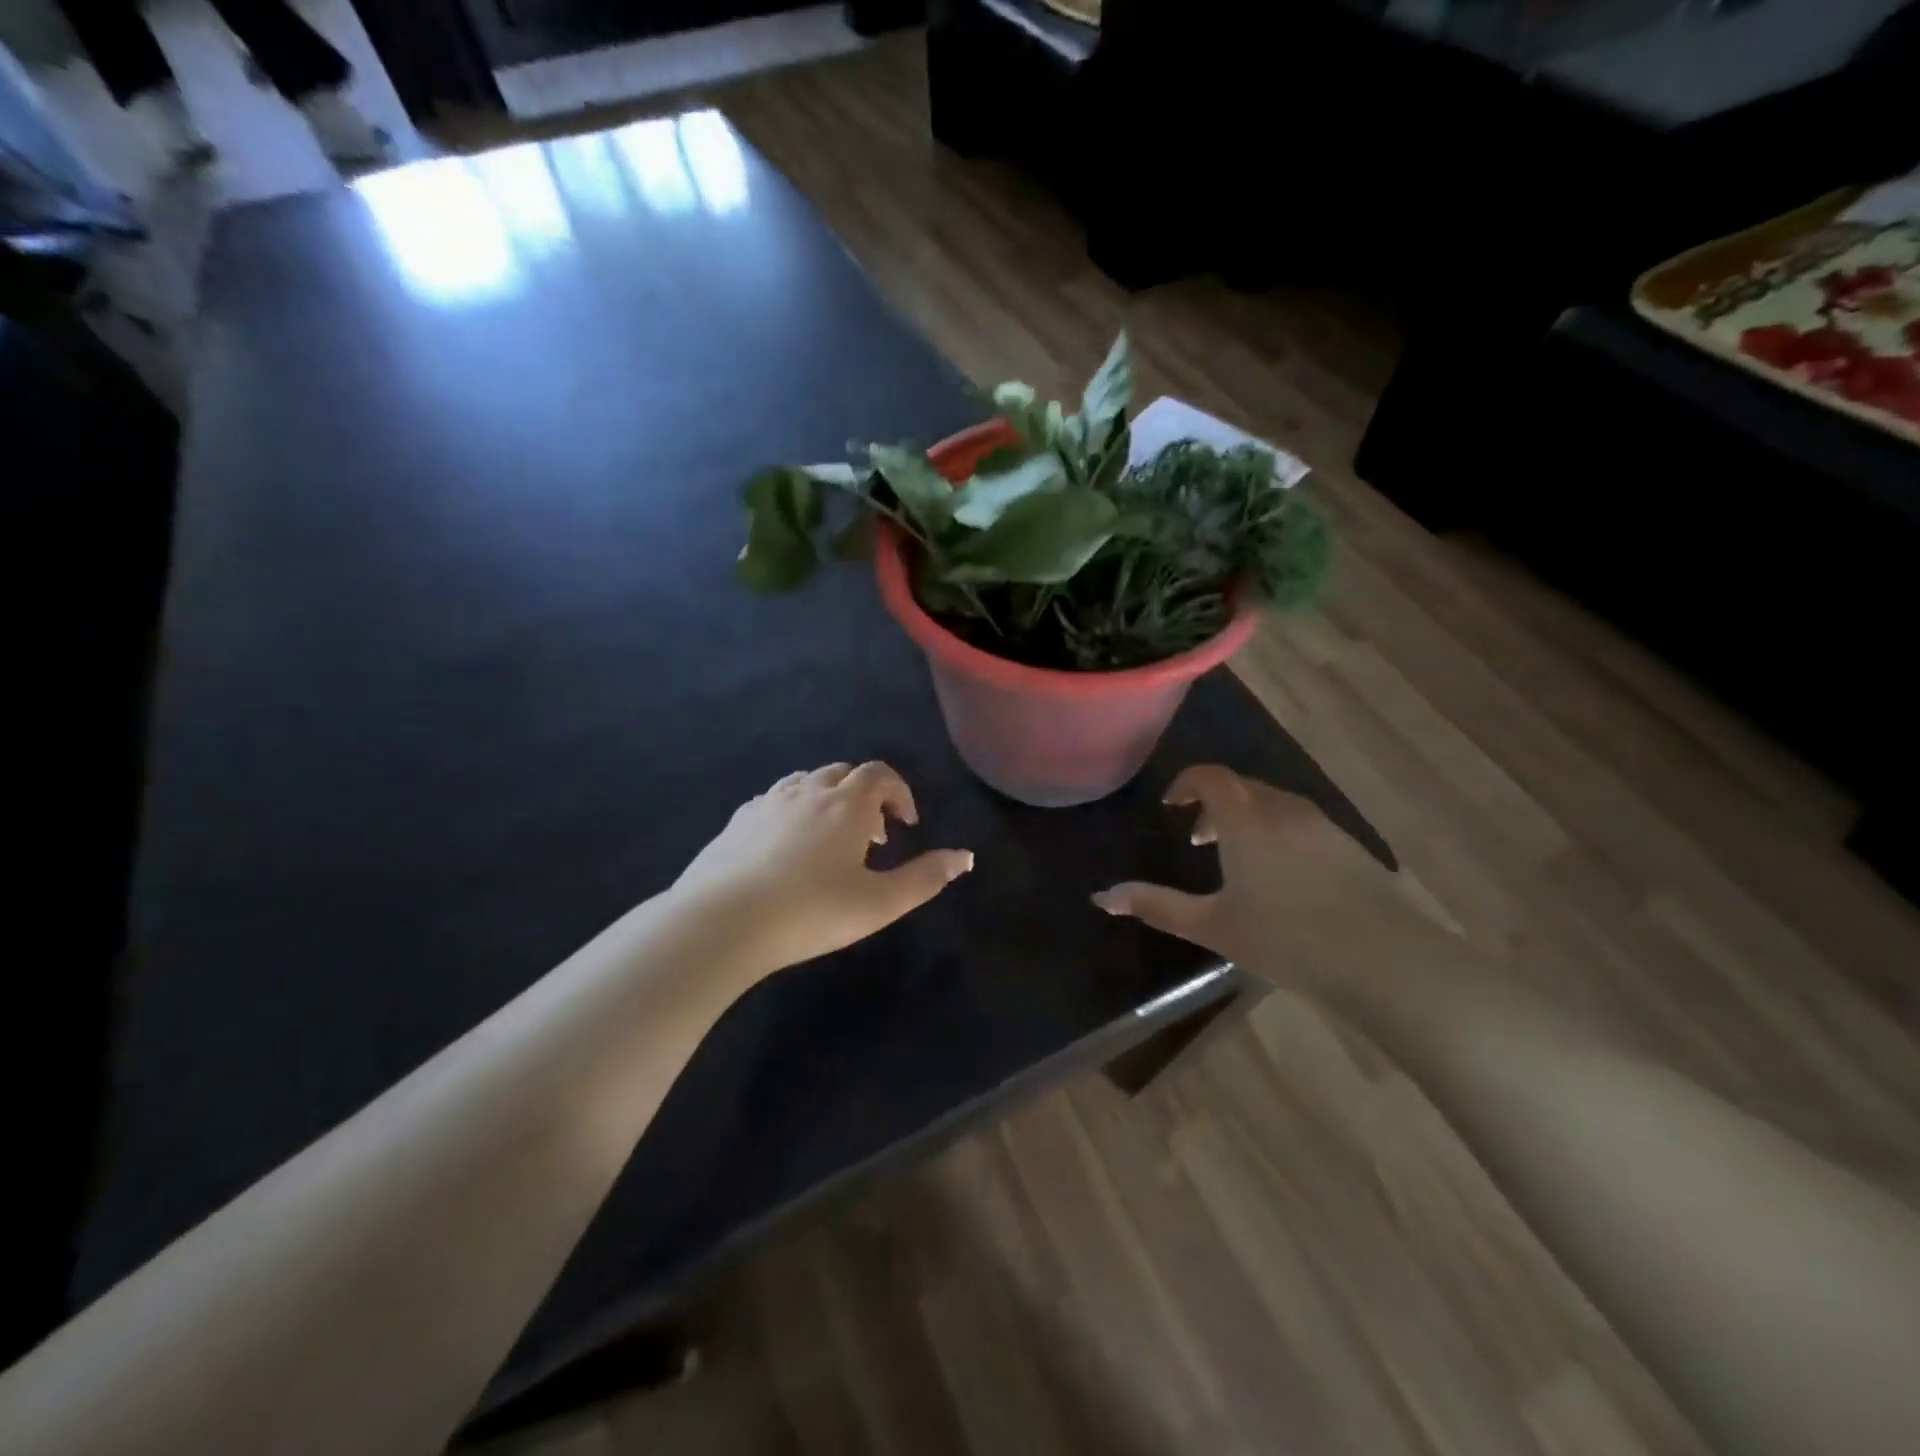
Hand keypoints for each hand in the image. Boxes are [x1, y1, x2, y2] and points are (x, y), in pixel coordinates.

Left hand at [673, 761, 972, 976]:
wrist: (722, 921)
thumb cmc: (811, 912)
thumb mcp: (879, 903)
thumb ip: (925, 878)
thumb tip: (965, 857)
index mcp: (846, 803)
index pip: (880, 774)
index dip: (899, 792)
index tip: (906, 824)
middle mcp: (808, 791)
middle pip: (844, 773)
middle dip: (866, 796)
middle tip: (873, 836)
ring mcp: (768, 802)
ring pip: (807, 782)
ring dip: (829, 800)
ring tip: (832, 840)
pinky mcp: (737, 820)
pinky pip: (774, 800)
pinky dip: (793, 811)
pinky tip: (787, 847)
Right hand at [1093, 764, 1427, 985]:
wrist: (1384, 962)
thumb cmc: (1285, 940)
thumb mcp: (1211, 926)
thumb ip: (1155, 905)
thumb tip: (1102, 897)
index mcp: (1246, 821)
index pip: (1211, 777)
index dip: (1186, 783)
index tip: (1171, 806)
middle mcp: (1284, 811)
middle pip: (1243, 787)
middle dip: (1215, 804)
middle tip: (1198, 840)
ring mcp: (1323, 826)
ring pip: (1275, 804)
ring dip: (1248, 818)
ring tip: (1238, 859)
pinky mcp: (1351, 847)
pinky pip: (1302, 823)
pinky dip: (1279, 833)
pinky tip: (1284, 878)